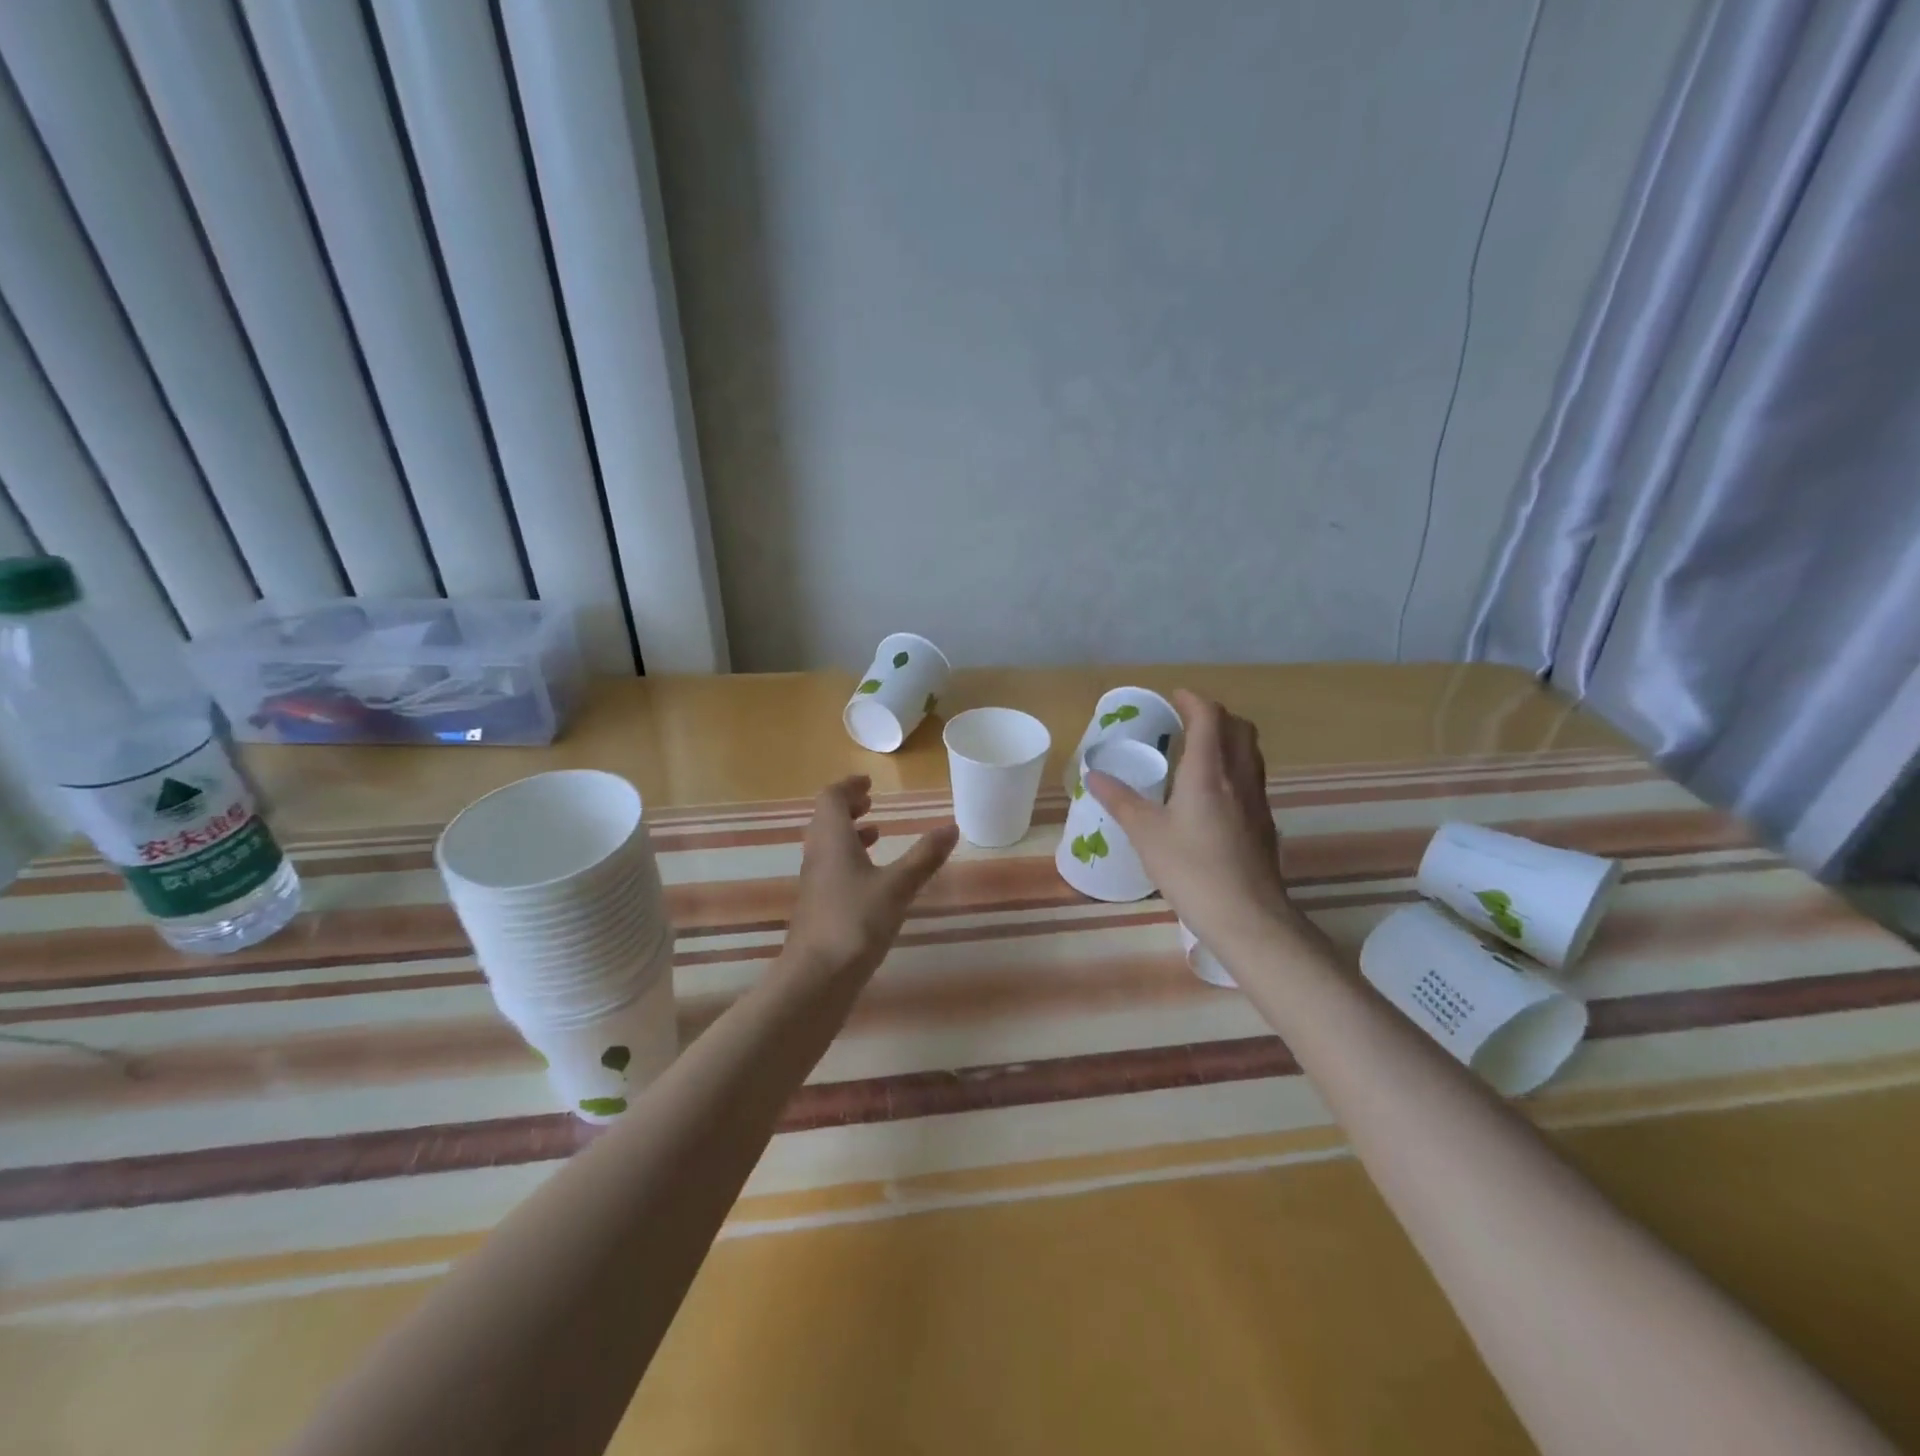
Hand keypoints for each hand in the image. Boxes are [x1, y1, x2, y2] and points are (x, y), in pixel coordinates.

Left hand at [783, 776, 958, 983]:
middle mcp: (817, 854)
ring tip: (876, 835)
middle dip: (847, 808)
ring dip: (848, 834)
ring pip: (826, 845)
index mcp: (831, 839)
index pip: (831, 798)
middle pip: (825, 819)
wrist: (816, 977)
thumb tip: (952, 827)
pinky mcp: (816, 906)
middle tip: (871, 803)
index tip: (869, 784)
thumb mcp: (898, 887)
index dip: (848, 787)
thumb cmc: (856, 922)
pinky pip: (829, 868)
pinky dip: (848, 859)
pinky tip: (871, 879)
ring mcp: (814, 882)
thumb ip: (924, 857)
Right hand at [1086, 690, 1302, 955]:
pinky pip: (1252, 778)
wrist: (1247, 916)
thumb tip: (1094, 774)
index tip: (1174, 696)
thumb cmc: (1191, 870)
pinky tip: (1214, 794)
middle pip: (1239, 728)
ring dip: (1228, 739)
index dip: (1193, 700)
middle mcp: (1240, 777)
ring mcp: (1258, 800)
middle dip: (1214, 715)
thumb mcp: (1146, 834)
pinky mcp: (1264, 823)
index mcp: (1209, 772)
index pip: (1209, 717)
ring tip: (1198, 751)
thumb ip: (1121, 800)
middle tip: (1186, 721)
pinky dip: (1234, 767)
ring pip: (1250, 752)